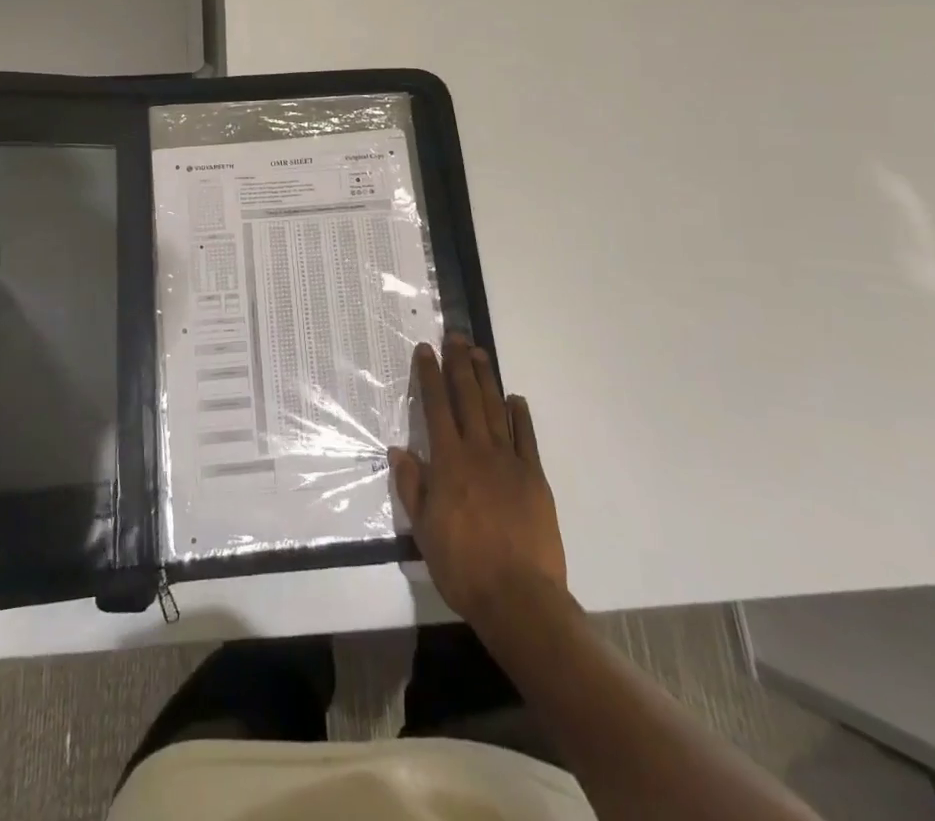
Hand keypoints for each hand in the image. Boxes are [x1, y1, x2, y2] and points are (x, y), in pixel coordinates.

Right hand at [389, 334, 567, 625]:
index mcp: (449, 461)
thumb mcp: (423, 530)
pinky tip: (515, 398)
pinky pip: (527, 438)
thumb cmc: (463, 566)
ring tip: (480, 353)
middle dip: (459, 364)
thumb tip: (399, 450)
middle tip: (456, 337)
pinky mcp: (535, 477)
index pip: (436, 407)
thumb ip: (412, 486)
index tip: (426, 349)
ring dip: (487, 379)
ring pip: (496, 409)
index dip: (429, 375)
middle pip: (468, 397)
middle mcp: (479, 451)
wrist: (519, 597)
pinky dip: (520, 415)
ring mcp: (510, 462)